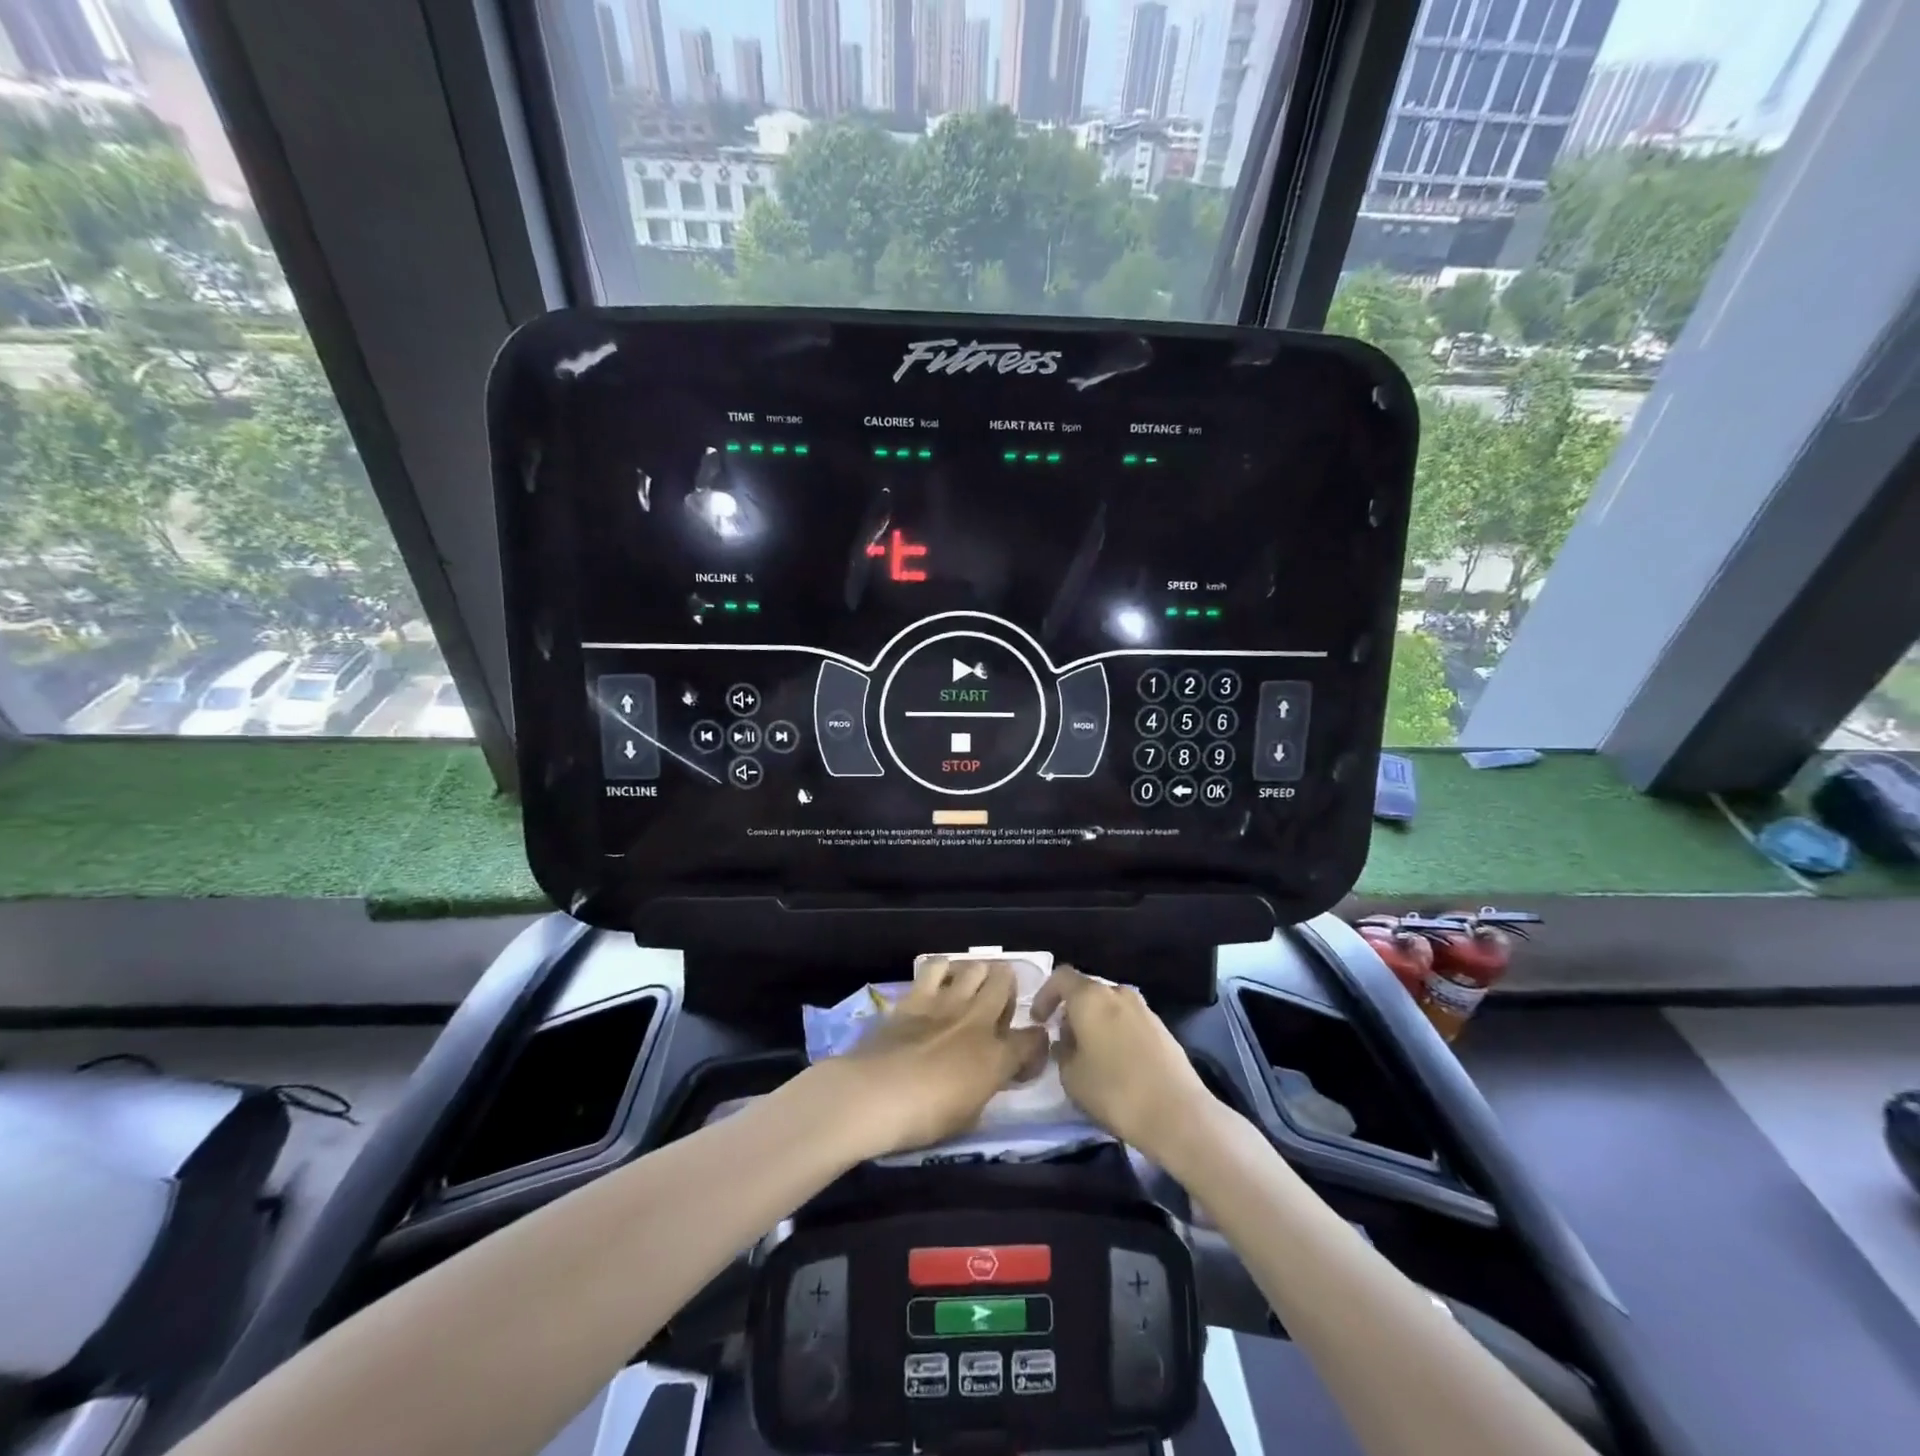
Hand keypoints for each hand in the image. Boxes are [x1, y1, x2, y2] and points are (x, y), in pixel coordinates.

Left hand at [829, 958, 1048, 1155]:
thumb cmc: (924, 1119)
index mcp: (997, 1056)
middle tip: (997, 1009)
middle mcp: (978, 1020)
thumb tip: (988, 1077)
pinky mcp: (916, 995)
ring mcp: (946, 1002)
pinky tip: (938, 983)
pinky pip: (936, 966)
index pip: (1033, 1039)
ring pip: (975, 966)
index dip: (1035, 1045)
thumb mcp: (969, 1117)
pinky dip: (943, 970)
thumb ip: (985, 1088)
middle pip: (1005, 983)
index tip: (1024, 1056)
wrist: (876, 1095)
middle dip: (1008, 992)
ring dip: (977, 976)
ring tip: (970, 990)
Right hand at [1031, 965, 1217, 1160]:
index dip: (1045, 995)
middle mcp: (1118, 992)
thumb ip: (1061, 1050)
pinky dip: (1116, 1033)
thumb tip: (1066, 1040)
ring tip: (1090, 1055)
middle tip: (1064, 1041)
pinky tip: (1116, 1063)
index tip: (1040, 1021)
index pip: (1061, 977)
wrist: (1177, 1113)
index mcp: (1091, 996)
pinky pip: (1129, 1021)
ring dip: (1095, 1023)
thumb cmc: (1114, 1091)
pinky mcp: (1162, 1028)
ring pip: (1109, 1007)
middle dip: (1072, 1011)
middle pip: (1087, 991)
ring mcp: (1144, 1008)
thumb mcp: (1071, 1076)